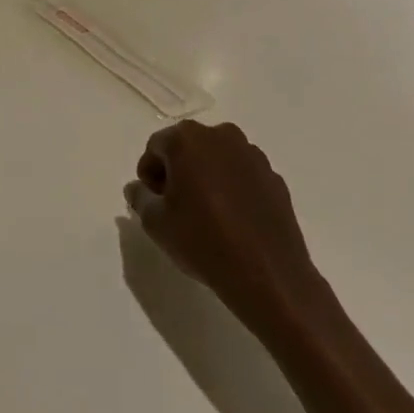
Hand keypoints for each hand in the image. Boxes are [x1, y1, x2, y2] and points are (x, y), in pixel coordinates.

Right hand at [123, 121, 321, 326]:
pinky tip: (232, 220)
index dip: (149, 173)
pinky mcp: (275, 178)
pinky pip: (243, 176)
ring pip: (217, 159)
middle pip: (188, 147)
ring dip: (206, 177)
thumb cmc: (203, 242)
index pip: (156, 146)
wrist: (268, 275)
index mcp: (188, 140)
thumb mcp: (155, 223)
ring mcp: (253, 156)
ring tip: (205, 213)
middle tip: (174, 205)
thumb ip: (140, 197)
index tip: (152, 200)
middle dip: (177, 170)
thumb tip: (138, 188)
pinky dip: (232, 189)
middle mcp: (222, 137)